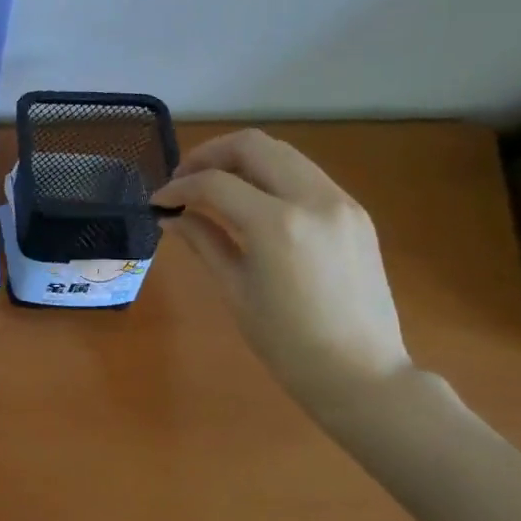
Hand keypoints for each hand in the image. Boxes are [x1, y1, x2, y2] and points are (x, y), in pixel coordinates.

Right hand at [153, 129, 412, 403]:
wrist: (361, 374)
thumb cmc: (287, 344)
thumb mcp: (236, 291)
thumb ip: (204, 241)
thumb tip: (171, 217)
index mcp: (277, 225)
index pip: (215, 183)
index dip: (179, 187)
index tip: (159, 201)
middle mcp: (313, 199)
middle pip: (253, 146)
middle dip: (210, 155)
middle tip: (184, 180)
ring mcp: (341, 201)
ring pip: (283, 153)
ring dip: (242, 160)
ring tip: (215, 186)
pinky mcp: (356, 212)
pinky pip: (306, 175)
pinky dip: (273, 175)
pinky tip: (255, 202)